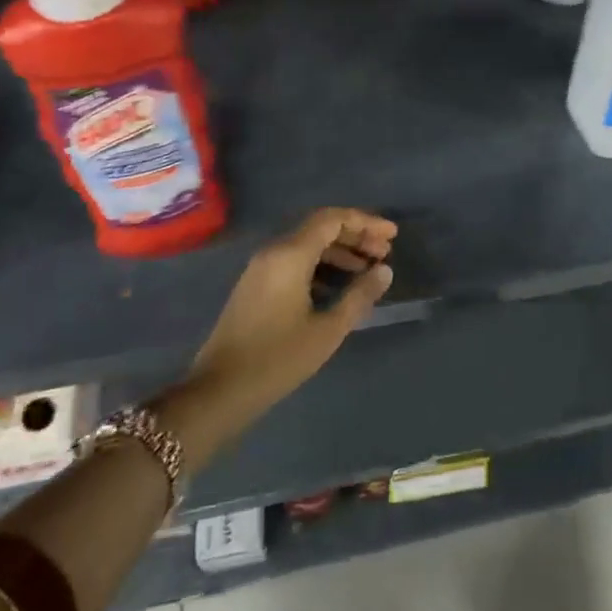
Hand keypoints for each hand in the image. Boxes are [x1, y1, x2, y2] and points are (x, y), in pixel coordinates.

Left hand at [168, 210, 395, 458]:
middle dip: (355, 235)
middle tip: (385, 251)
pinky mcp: (256, 285)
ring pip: (307, 244)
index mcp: (290, 254)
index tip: (392, 235)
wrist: (219, 391)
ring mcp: (261, 268)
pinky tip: (338, 286)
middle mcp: (274, 251)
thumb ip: (359, 296)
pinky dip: (321, 264)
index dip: (365, 222)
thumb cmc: (277, 359)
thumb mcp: (327, 330)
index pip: (332, 219)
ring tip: (368, 269)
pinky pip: (295, 260)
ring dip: (339, 251)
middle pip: (320, 228)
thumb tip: (384, 270)